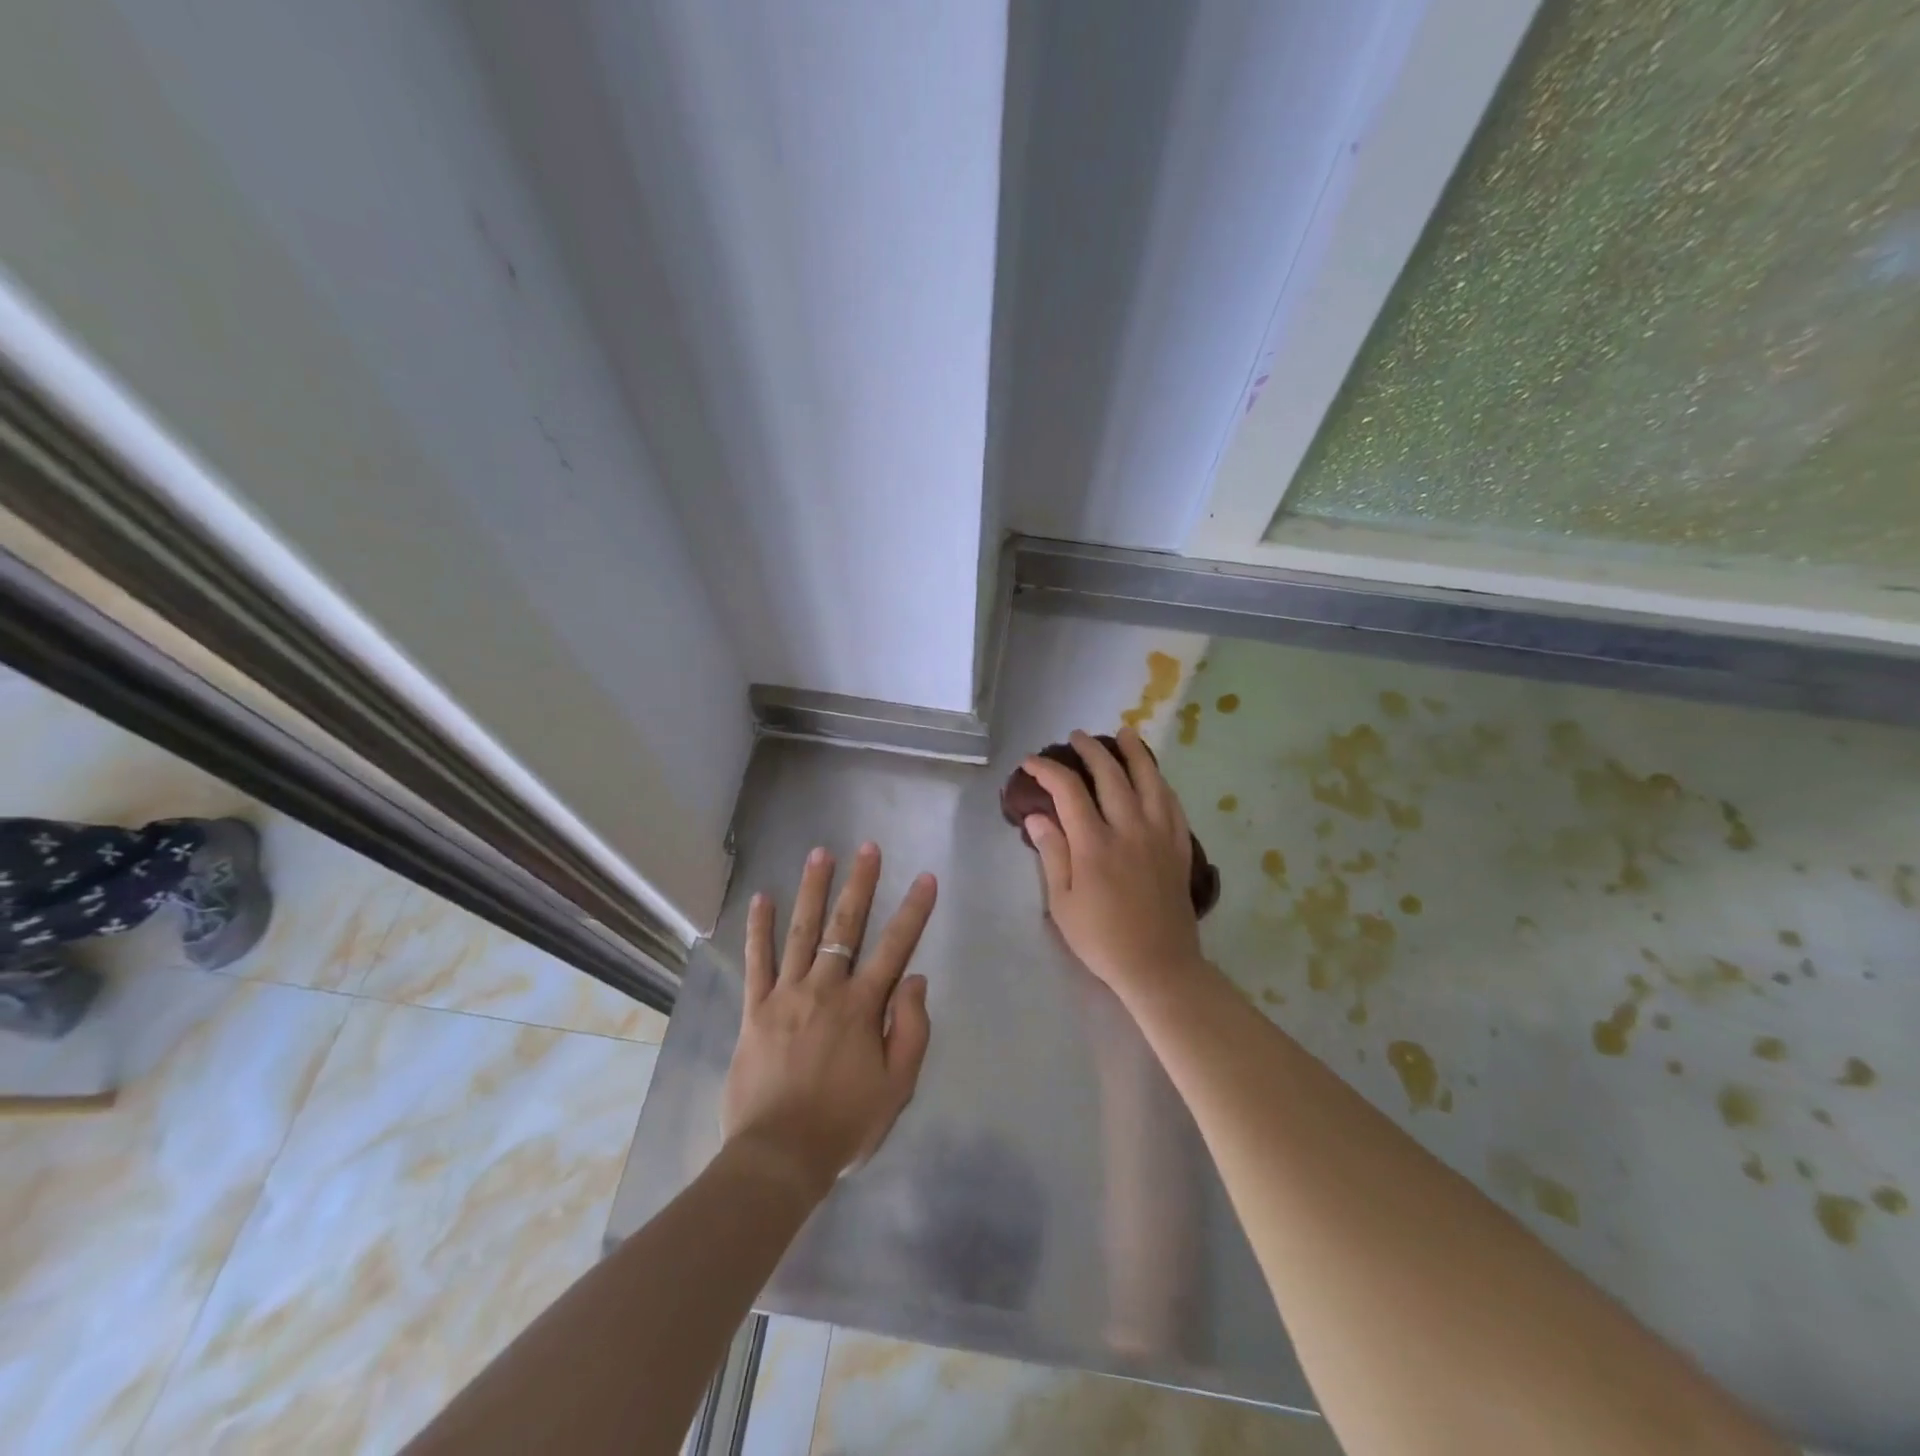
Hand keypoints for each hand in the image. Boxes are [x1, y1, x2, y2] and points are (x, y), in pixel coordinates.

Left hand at [722, 842, 936, 1201]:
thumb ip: (910, 1029)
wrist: (778, 1156)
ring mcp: (786, 995)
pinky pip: (757, 961)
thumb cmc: (844, 1123)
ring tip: (820, 853)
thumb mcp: (897, 1087)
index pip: (895, 947)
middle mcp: (825, 989)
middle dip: (860, 883)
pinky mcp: (755, 1009)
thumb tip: (914, 978)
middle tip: (867, 847)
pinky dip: (759, 928)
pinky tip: (761, 898)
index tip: (926, 878)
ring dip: (812, 890)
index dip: (913, 911)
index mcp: (862, 1007)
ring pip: (801, 932)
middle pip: (845, 927)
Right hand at [1021, 728, 1205, 1002]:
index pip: (1068, 791)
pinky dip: (1160, 782)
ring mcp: (1159, 835)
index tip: (1031, 762)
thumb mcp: (1062, 903)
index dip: (1047, 770)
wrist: (1159, 965)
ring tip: (1124, 733)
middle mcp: (1129, 829)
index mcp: (1094, 844)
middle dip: (1090, 750)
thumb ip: (1051, 854)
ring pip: (1149, 780)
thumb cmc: (1101, 939)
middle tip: (1076, 737)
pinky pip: (1172, 803)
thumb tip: (1037, 816)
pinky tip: (1154, 775)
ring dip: (1134, 752)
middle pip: (1110, 774)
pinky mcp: (1180, 847)